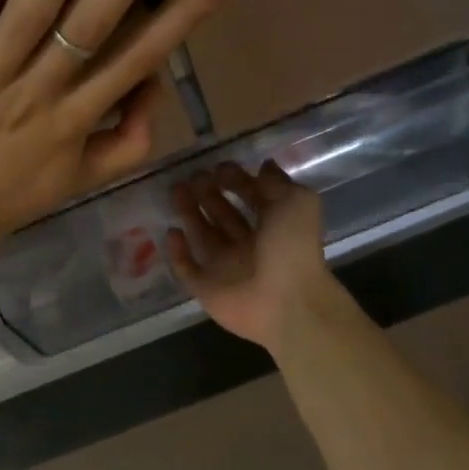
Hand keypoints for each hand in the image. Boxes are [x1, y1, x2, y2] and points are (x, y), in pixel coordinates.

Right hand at [167, 160, 332, 357]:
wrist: (287, 304)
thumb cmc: (293, 249)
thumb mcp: (296, 203)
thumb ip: (278, 182)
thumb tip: (265, 165)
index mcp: (273, 226)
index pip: (251, 198)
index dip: (236, 181)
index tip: (218, 167)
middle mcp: (249, 245)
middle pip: (223, 214)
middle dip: (208, 194)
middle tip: (192, 176)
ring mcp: (226, 268)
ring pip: (203, 235)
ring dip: (189, 213)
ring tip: (176, 191)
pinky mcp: (207, 288)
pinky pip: (188, 268)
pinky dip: (178, 251)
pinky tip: (171, 231)